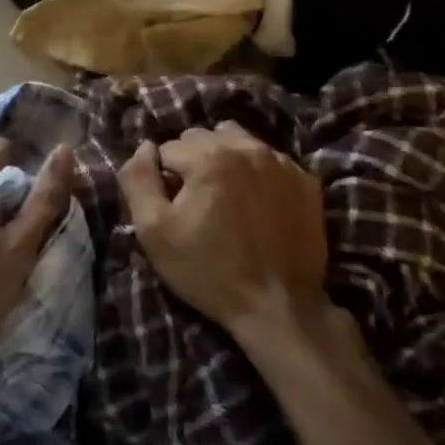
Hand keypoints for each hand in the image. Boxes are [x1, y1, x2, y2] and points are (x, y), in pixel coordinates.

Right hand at [117, 121, 328, 343]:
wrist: (278, 306)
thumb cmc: (209, 271)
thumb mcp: (154, 232)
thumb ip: (138, 180)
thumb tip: (145, 147)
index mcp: (209, 156)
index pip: (168, 148)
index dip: (164, 180)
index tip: (174, 210)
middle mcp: (247, 148)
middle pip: (203, 137)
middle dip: (193, 163)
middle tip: (198, 204)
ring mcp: (282, 162)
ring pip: (238, 141)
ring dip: (225, 159)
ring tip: (226, 198)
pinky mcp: (305, 181)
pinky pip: (270, 160)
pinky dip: (257, 173)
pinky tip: (257, 205)